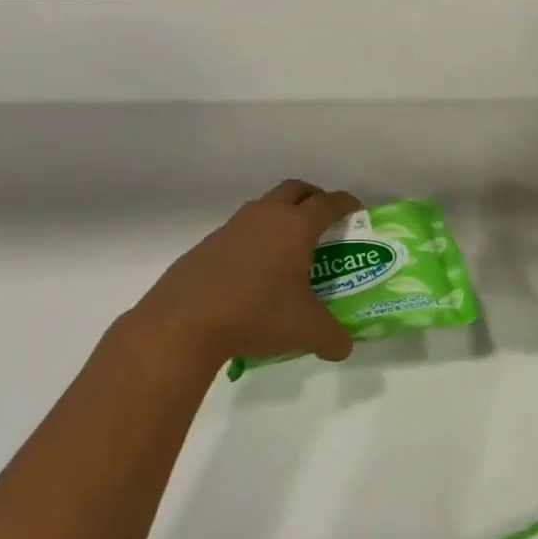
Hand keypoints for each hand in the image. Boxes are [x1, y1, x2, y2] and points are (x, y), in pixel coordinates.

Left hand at [129, 180, 360, 371]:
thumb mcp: (307, 331)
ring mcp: (231, 229)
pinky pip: (238, 234)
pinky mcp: (205, 247)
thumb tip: (343, 347)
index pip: (328, 203)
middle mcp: (265, 217)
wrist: (182, 324)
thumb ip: (333, 338)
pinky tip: (252, 275)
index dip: (345, 203)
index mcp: (296, 227)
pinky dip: (252, 243)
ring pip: (262, 209)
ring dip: (279, 218)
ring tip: (287, 250)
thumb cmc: (257, 314)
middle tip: (323, 218)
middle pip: (294, 190)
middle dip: (312, 198)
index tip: (355, 209)